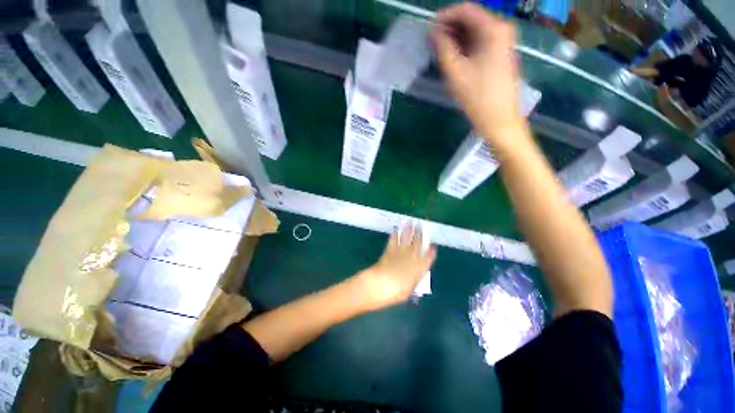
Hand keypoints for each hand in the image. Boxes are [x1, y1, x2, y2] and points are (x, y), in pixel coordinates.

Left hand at [357, 227, 436, 310]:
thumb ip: (413, 281)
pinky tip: (396, 231)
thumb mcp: (408, 291)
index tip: (433, 246)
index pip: (427, 258)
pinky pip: (393, 241)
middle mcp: (411, 258)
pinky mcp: (389, 250)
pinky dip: (395, 235)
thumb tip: (415, 277)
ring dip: (409, 231)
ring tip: (411, 222)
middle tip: (422, 225)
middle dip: (420, 234)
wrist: (381, 284)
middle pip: (418, 244)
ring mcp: (400, 252)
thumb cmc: (396, 292)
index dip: (431, 252)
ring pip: (406, 239)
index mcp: (419, 269)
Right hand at [433, 3, 522, 141]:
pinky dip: (465, 46)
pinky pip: (480, 43)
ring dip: (456, 38)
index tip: (429, 27)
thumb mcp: (455, 72)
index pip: (466, 10)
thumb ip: (443, 48)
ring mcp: (503, 43)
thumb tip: (434, 33)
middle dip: (450, 28)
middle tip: (431, 41)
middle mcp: (501, 30)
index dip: (445, 16)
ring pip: (475, 32)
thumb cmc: (478, 96)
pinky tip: (453, 56)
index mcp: (493, 29)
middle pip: (472, 19)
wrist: (499, 119)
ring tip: (438, 50)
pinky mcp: (501, 55)